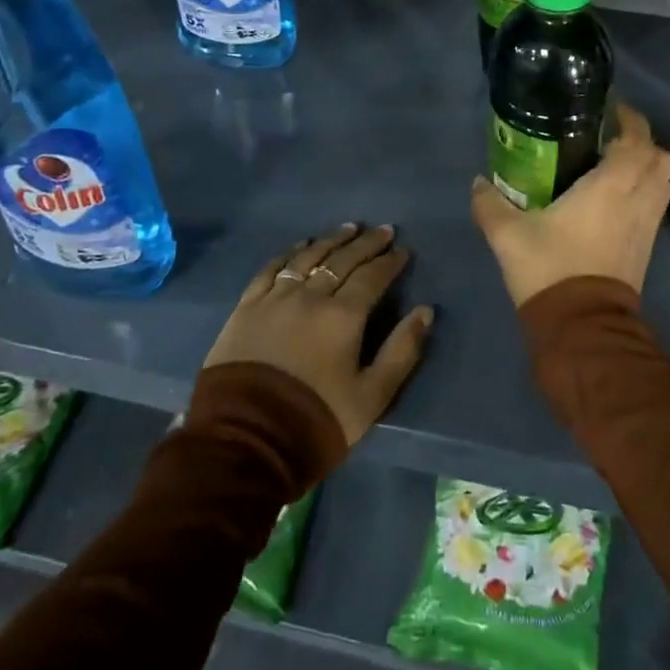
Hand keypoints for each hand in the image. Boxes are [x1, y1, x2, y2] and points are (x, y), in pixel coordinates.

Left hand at [203, 223, 433, 446]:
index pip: (372, 277)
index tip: (402, 250)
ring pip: (308, 257)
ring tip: (348, 228)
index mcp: (344, 316)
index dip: (390, 262)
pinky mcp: (246, 308)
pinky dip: (289, 253)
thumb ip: (402, 351)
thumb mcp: (372, 397)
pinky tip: (300, 245)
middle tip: (382, 230)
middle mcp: (310, 296)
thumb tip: (425, 311)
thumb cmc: (316, 420)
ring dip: (331, 240)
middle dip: (366, 243)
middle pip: (342, 260)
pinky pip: (271, 269)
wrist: (244, 441)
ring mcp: (275, 298)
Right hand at [470, 103, 669, 308]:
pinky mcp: (647, 248)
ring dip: (648, 168)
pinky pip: (656, 206)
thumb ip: (490, 204)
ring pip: (664, 183)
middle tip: (611, 138)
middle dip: (643, 142)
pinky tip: (615, 200)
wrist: (582, 327)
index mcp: (611, 186)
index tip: (611, 108)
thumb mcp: (508, 236)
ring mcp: (648, 226)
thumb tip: (477, 182)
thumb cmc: (550, 269)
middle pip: (661, 158)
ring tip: (615, 166)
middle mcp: (638, 199)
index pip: (637, 140)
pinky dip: (645, 192)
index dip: (630, 118)